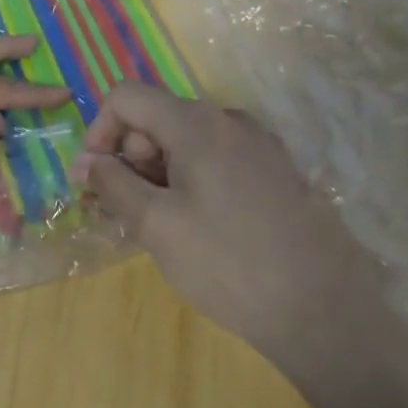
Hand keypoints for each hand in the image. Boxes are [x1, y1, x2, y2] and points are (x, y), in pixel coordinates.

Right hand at [72, 82, 396, 385]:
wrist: (323, 310)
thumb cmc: (227, 263)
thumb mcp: (156, 224)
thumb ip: (113, 183)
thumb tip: (85, 161)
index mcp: (198, 123)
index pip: (126, 97)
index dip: (99, 131)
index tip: (96, 178)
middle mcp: (230, 120)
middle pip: (158, 117)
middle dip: (131, 156)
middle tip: (130, 211)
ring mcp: (260, 144)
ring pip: (188, 141)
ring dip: (160, 172)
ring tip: (162, 226)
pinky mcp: (277, 171)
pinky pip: (218, 159)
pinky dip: (192, 180)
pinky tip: (199, 226)